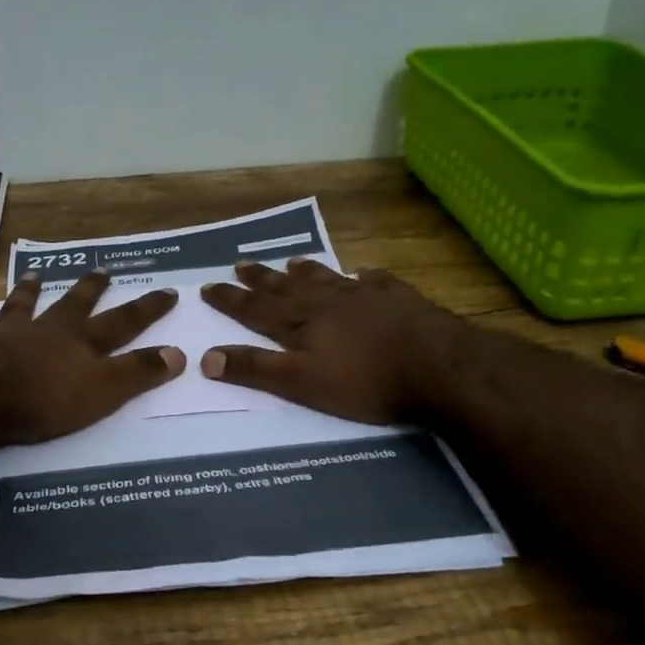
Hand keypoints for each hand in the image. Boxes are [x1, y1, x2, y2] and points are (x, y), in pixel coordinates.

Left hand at [0, 271, 183, 446]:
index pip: (122, 322)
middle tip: (103, 269)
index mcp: (78, 342)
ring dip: (27, 293)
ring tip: (32, 276)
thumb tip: (180, 353)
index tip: (168, 291)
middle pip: (72, 305)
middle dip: (90, 289)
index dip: (147, 309)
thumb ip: (138, 373)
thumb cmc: (43, 399)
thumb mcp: (103, 391)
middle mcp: (43, 331)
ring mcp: (2, 336)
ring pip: (19, 308)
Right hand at [200, 259, 459, 423]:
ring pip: (326, 279)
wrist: (437, 366)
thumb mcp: (301, 382)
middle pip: (286, 288)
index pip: (256, 308)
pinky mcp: (399, 299)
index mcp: (301, 323)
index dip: (231, 299)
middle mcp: (327, 302)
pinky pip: (374, 282)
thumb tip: (206, 357)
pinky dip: (363, 277)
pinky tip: (364, 274)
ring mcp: (365, 296)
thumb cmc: (365, 381)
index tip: (208, 286)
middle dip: (260, 279)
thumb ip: (256, 369)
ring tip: (291, 261)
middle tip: (240, 263)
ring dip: (306, 271)